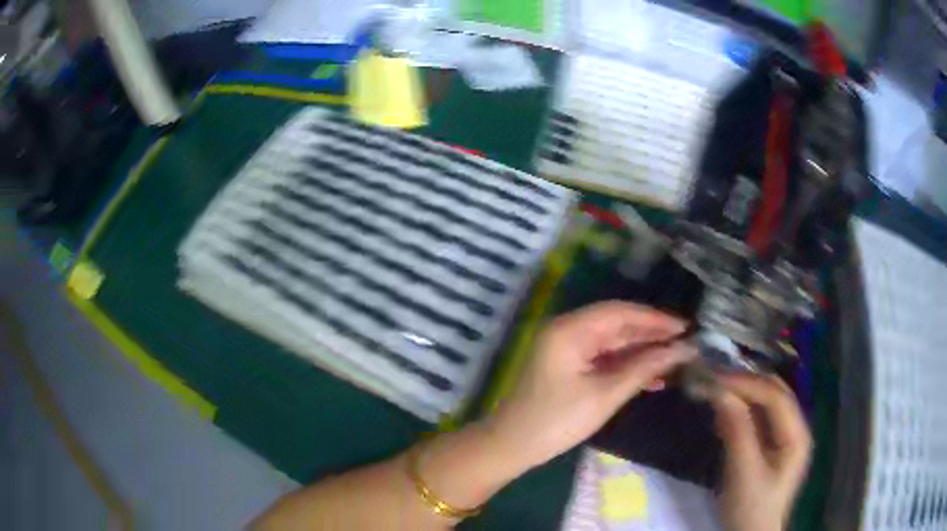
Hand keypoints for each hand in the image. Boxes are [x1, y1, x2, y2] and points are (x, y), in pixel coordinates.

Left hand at [483, 301, 694, 470]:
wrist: (512, 446)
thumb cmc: (556, 421)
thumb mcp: (604, 395)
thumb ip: (643, 369)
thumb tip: (681, 350)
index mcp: (570, 330)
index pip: (620, 312)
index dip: (655, 318)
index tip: (686, 327)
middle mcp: (568, 331)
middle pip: (617, 325)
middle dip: (651, 334)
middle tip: (685, 343)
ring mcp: (567, 349)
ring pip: (613, 343)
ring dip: (642, 351)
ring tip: (675, 360)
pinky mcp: (569, 366)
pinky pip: (604, 358)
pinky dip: (627, 365)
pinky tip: (653, 377)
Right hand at [712, 374, 811, 530]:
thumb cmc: (751, 509)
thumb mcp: (743, 472)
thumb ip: (737, 431)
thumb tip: (720, 393)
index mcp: (797, 434)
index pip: (776, 397)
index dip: (748, 384)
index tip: (716, 380)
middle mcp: (795, 428)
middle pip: (773, 395)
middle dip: (745, 385)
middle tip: (714, 382)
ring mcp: (783, 437)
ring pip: (765, 404)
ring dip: (742, 397)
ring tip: (715, 396)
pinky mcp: (770, 447)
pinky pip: (757, 420)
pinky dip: (740, 413)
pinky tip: (723, 416)